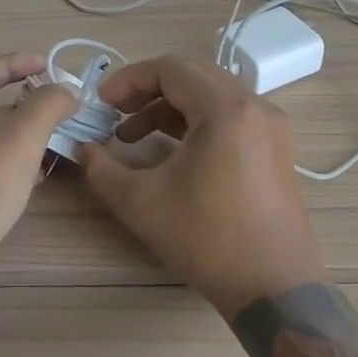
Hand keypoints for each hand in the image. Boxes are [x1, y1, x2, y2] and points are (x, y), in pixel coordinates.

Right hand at [77, 54, 322, 316]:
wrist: (274, 288)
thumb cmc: (207, 239)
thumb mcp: (141, 203)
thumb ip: (101, 169)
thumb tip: (81, 149)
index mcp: (226, 109)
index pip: (170, 68)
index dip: (128, 79)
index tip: (100, 102)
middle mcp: (255, 107)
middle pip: (192, 75)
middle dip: (147, 90)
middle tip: (114, 113)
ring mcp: (271, 127)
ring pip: (211, 95)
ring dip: (169, 107)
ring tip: (132, 135)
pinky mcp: (276, 149)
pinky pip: (229, 116)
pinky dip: (195, 122)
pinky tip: (170, 150)